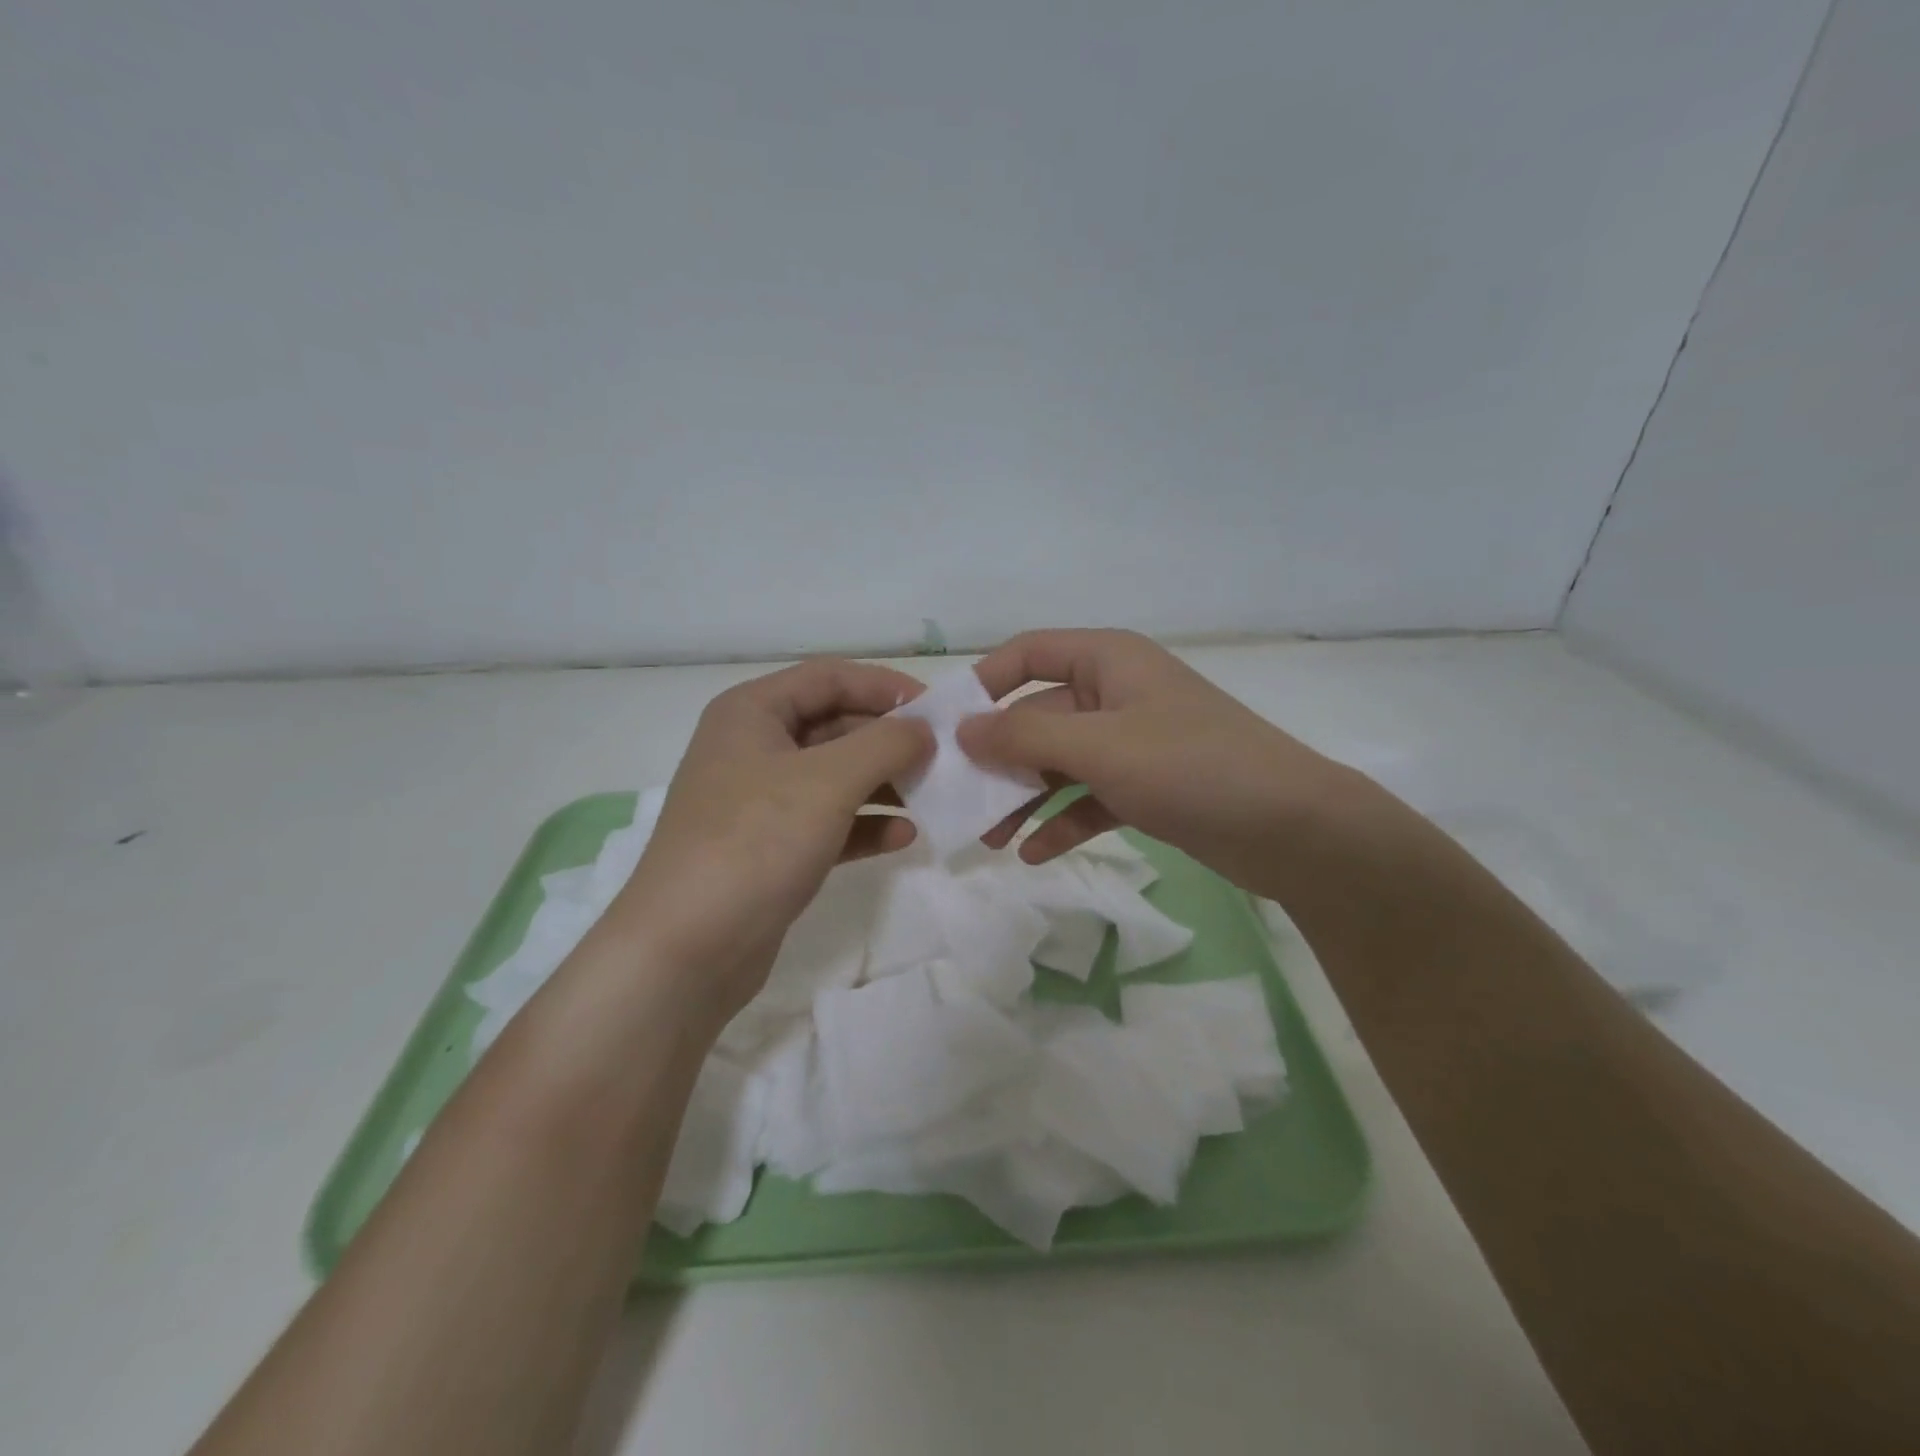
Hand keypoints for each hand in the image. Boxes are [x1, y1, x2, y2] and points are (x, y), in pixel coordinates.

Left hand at [611, 659, 932, 1019]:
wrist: (686, 950)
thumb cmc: (755, 842)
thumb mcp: (828, 781)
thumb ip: (885, 744)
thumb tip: (924, 729)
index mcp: (753, 712)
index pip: (829, 677)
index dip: (885, 686)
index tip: (937, 709)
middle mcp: (754, 748)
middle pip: (836, 725)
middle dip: (890, 741)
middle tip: (943, 757)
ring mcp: (762, 801)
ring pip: (836, 777)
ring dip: (884, 784)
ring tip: (933, 796)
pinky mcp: (772, 848)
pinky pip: (830, 822)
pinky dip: (865, 825)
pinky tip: (904, 837)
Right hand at [959, 630, 1352, 894]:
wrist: (1290, 828)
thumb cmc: (1190, 767)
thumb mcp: (1099, 747)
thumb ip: (1024, 736)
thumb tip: (963, 730)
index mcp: (1108, 661)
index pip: (1029, 653)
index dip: (985, 683)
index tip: (948, 725)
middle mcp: (1116, 693)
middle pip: (1039, 716)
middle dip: (1000, 759)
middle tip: (961, 799)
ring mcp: (1132, 742)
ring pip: (1061, 762)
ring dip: (1025, 798)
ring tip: (992, 839)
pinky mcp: (1146, 785)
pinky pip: (1089, 796)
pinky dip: (1063, 821)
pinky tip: (1036, 853)